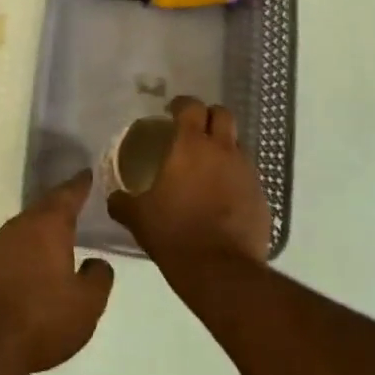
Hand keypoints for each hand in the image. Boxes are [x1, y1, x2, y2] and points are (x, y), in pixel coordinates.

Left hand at [0, 173, 114, 374]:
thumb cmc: (42, 318)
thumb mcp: (86, 304)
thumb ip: (98, 278)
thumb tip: (97, 262)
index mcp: (48, 225)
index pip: (68, 194)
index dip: (81, 184)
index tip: (88, 173)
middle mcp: (20, 225)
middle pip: (44, 208)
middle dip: (61, 205)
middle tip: (77, 201)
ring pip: (26, 227)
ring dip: (42, 228)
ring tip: (60, 233)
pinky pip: (13, 247)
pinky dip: (27, 248)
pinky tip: (34, 262)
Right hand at [109, 96, 271, 268]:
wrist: (220, 271)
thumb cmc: (174, 233)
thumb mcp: (138, 217)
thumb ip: (123, 201)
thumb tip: (114, 198)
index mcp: (190, 146)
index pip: (190, 106)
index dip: (181, 104)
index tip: (171, 111)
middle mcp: (223, 150)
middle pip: (222, 114)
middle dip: (208, 116)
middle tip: (193, 131)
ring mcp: (246, 172)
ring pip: (238, 144)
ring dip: (224, 147)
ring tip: (208, 166)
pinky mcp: (261, 196)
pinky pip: (247, 175)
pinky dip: (235, 177)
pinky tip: (222, 196)